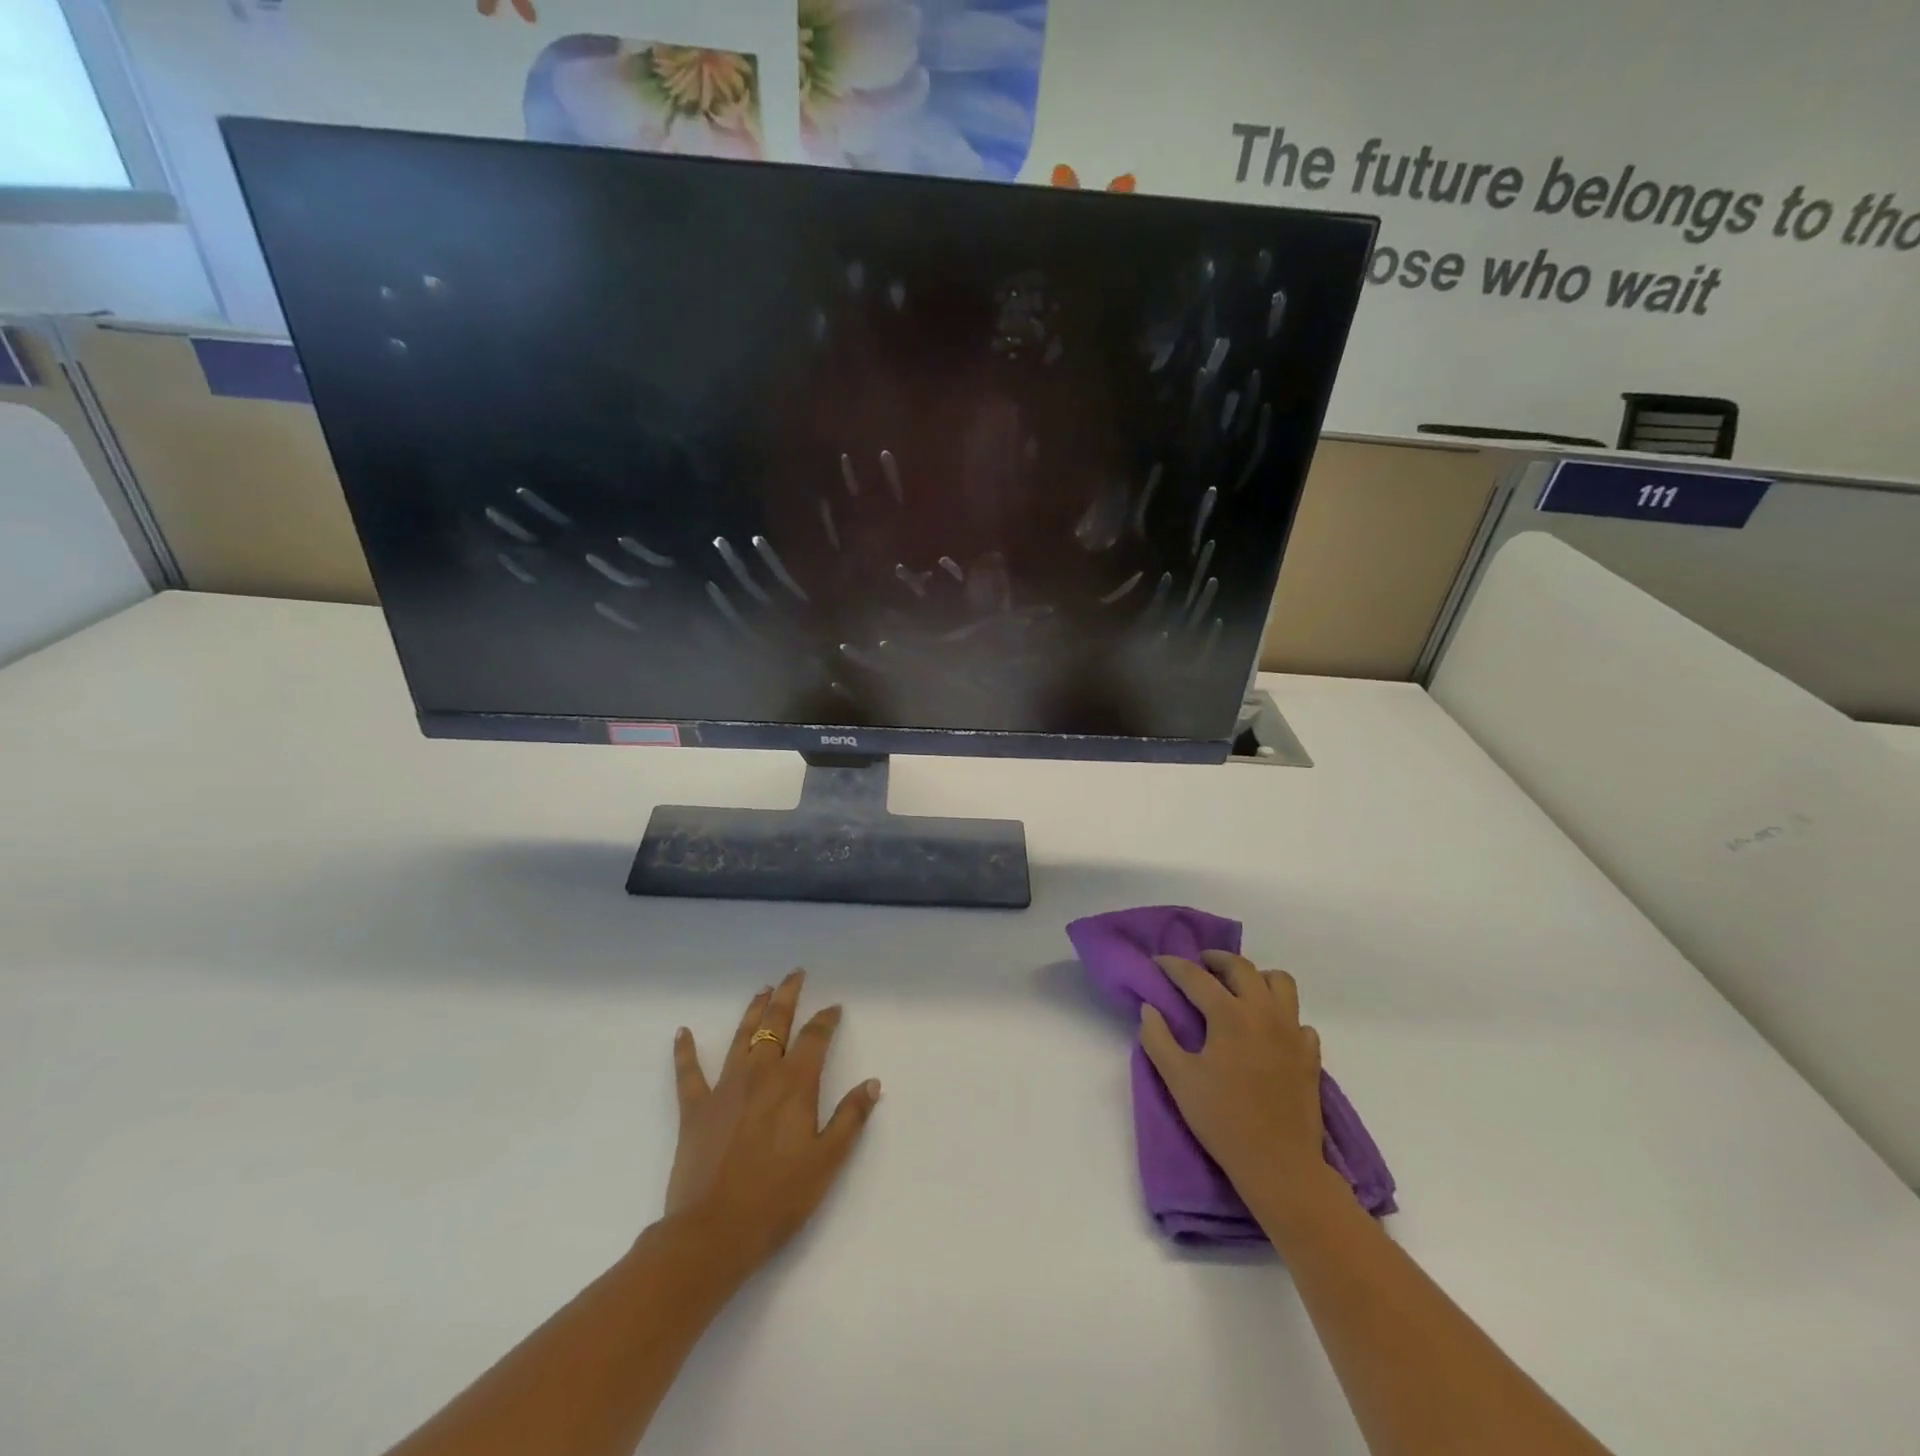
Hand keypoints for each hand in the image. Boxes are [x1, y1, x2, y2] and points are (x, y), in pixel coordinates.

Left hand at [663, 971, 880, 1277]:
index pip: (815, 1038)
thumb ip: (850, 1118)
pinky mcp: (695, 1109)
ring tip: (762, 991)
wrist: (712, 1233)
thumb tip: (872, 1083)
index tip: (834, 1008)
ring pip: (742, 1037)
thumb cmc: (777, 1199)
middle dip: (787, 996)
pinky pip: (689, 1072)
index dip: (826, 1020)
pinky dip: (685, 1051)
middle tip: (794, 975)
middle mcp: (761, 1074)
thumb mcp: (827, 1161)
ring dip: (753, 1011)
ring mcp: (724, 1088)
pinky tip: (682, 1032)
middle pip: (776, 1024)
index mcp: (795, 1084)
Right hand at [1141, 951, 1340, 1224]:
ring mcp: (1292, 1032)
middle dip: (1216, 959)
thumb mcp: (1178, 1080)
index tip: (1158, 962)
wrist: (1280, 1166)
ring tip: (1238, 989)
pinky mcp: (1310, 1055)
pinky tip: (1266, 1030)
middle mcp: (1264, 1013)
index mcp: (1230, 1015)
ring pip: (1280, 982)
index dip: (1173, 966)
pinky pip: (1298, 1018)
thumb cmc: (1223, 1120)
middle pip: (1242, 967)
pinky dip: (1281, 1014)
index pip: (1196, 977)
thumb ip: (1157, 1039)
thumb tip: (1149, 1009)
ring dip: (1256, 977)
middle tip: (1199, 965)